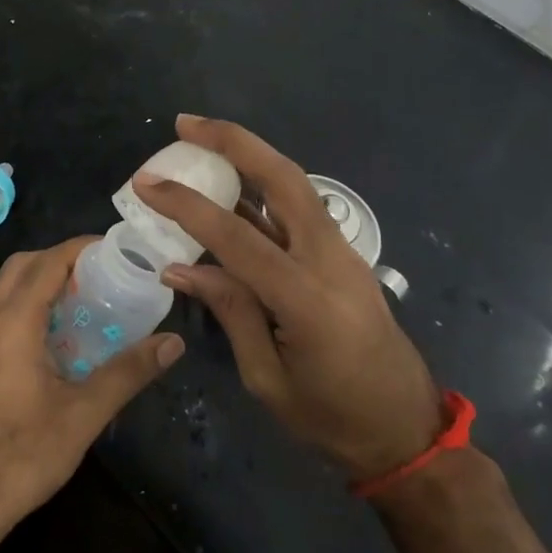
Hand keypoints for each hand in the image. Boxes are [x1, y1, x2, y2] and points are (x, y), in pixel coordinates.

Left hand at [0, 237, 184, 528]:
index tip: (114, 250)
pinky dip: (25, 304)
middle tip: (100, 274)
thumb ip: (128, 373)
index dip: (79, 248)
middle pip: (21, 266)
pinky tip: (54, 336)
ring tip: (82, 299)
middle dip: (59, 259)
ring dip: (40, 280)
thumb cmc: (22, 456)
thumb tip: (173, 342)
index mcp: (12, 324)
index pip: (46, 262)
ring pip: (5, 287)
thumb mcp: (83, 415)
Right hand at [133, 116, 440, 482]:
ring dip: (249, 155)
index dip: (188, 206)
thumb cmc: (332, 418)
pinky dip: (262, 186)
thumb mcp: (268, 378)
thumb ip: (230, 311)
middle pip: (284, 179)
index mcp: (308, 300)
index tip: (147, 183)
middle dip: (234, 142)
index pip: (238, 238)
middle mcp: (331, 260)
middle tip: (186, 124)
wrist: (404, 428)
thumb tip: (180, 266)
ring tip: (201, 140)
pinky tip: (232, 185)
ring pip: (295, 184)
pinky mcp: (343, 255)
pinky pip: (298, 207)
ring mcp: (343, 252)